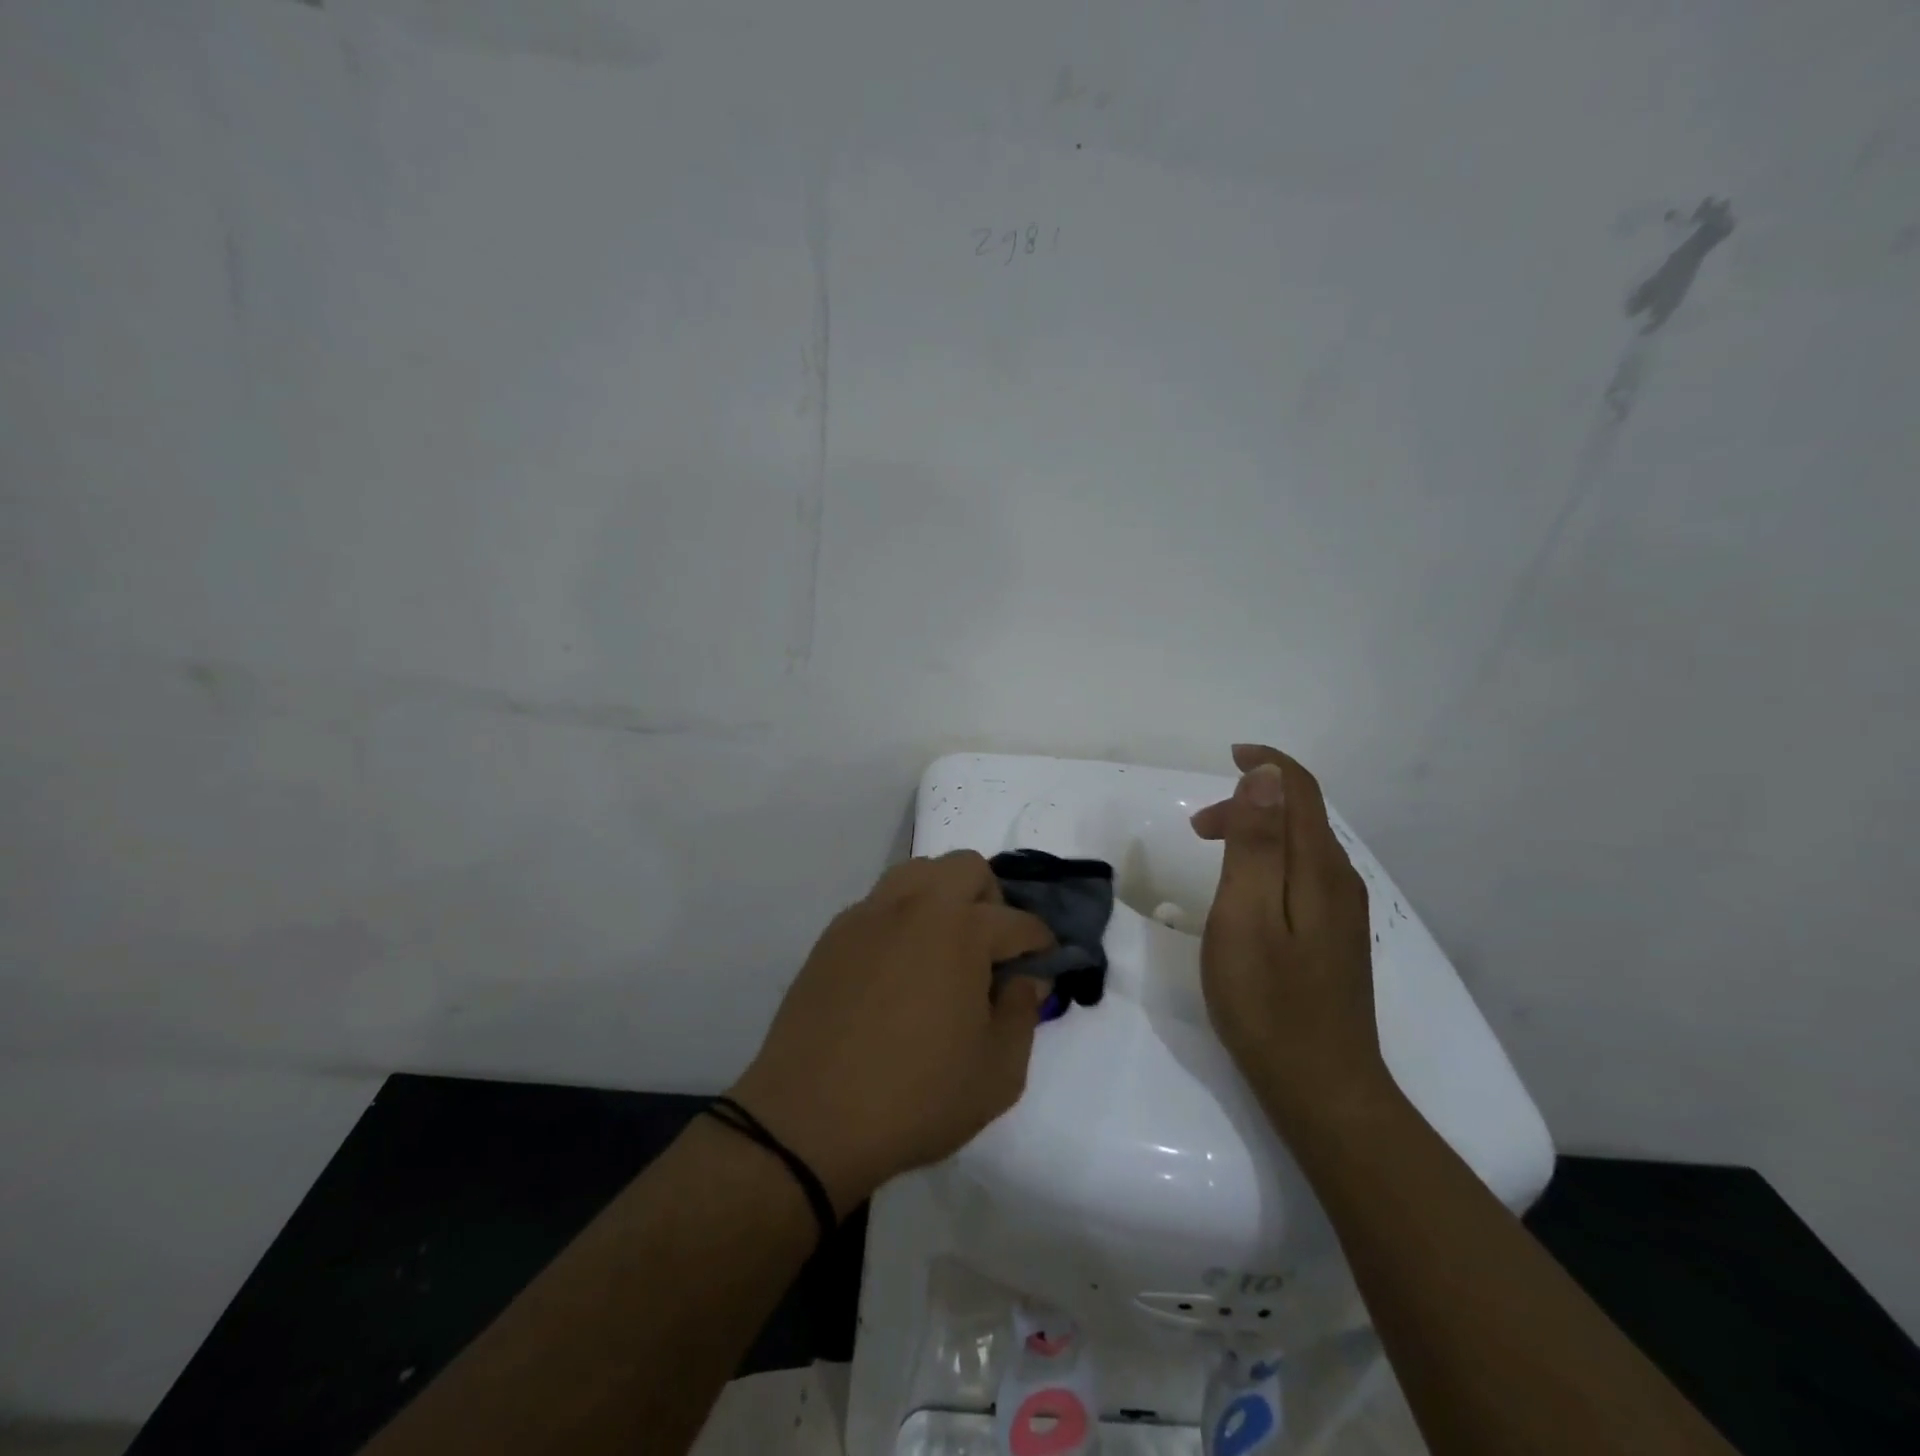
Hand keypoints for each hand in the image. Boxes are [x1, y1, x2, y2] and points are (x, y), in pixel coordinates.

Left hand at [728, 852, 1054, 1215]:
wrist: (809, 1119)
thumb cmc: (916, 1098)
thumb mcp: (997, 1074)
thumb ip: (1023, 1014)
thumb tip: (1026, 978)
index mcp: (961, 931)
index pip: (1018, 922)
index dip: (1041, 944)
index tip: (1044, 967)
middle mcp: (915, 907)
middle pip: (967, 867)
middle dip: (992, 900)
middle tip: (991, 951)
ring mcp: (868, 916)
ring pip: (918, 872)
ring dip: (944, 897)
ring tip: (945, 950)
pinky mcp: (834, 935)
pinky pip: (880, 903)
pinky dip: (902, 919)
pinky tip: (899, 968)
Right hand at [1190, 744, 1392, 1133]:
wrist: (1322, 1088)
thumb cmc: (1268, 1000)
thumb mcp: (1245, 914)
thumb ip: (1255, 844)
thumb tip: (1267, 776)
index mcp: (1318, 869)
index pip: (1301, 791)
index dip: (1267, 764)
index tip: (1228, 755)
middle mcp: (1339, 882)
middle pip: (1300, 818)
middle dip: (1251, 803)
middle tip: (1198, 829)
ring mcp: (1341, 915)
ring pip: (1301, 849)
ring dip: (1257, 835)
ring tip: (1211, 855)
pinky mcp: (1335, 941)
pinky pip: (1303, 877)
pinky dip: (1269, 864)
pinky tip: (1246, 895)